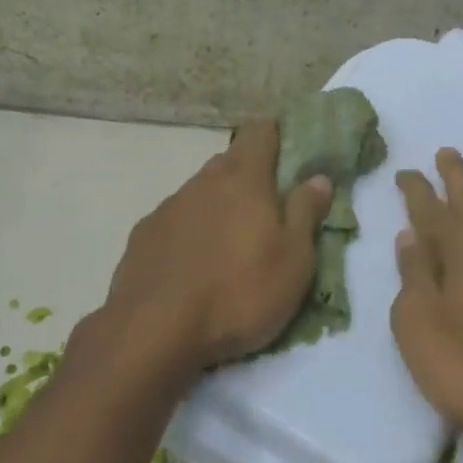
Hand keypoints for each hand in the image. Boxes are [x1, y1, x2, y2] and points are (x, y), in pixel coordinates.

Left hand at [104, 121, 333, 370]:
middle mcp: (203, 182)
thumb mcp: (293, 260)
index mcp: (244, 179)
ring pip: (200, 192)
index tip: (287, 148)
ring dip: (217, 205)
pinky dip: (189, 232)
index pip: (260, 133)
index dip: (275, 134)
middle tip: (266, 205)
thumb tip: (318, 177)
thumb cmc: (239, 293)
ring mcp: (168, 207)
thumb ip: (305, 213)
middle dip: (248, 174)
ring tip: (230, 242)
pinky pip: (175, 221)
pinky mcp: (143, 235)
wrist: (154, 329)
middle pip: (229, 162)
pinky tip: (193, 263)